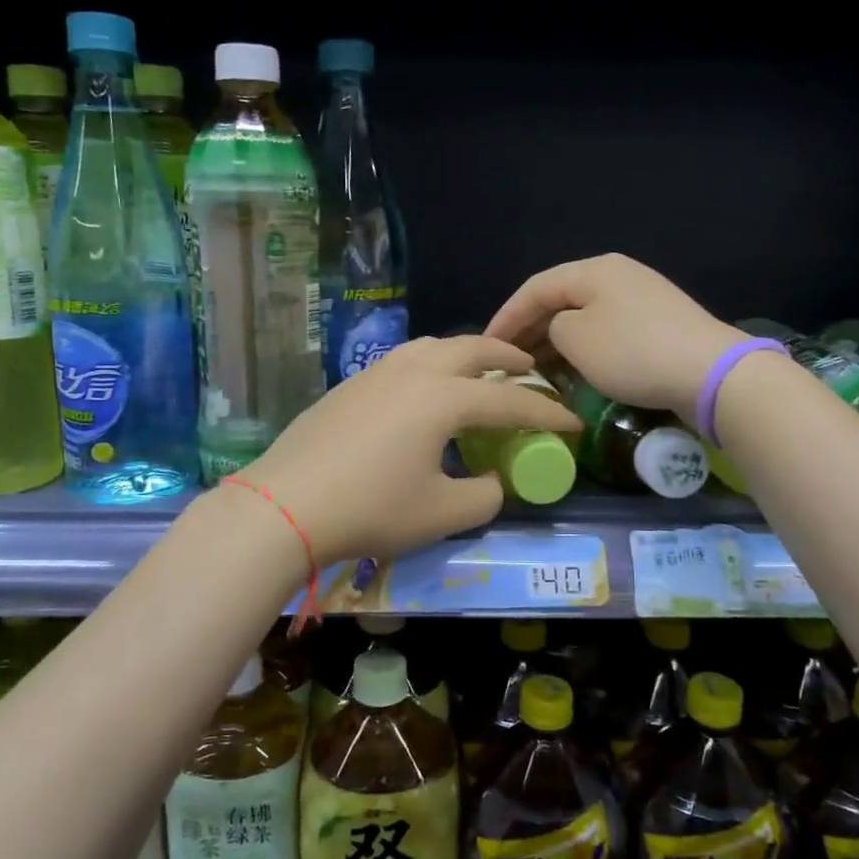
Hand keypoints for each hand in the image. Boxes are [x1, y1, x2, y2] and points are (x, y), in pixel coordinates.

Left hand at [232, 335, 581, 563]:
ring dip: (464, 352)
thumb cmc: (372, 509)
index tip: (572, 422)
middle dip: (507, 357)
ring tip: (477, 369)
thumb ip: (483, 495)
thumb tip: (490, 480)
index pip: (509, 403)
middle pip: (472, 349)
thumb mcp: (441, 513)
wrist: (286, 504)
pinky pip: (404, 359)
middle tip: (528, 369)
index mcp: (444, 398)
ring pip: (432, 345)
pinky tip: (423, 387)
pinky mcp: (350, 385)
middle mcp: (414, 372)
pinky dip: (430, 362)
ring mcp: (376, 373)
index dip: (546, 414)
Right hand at [485, 253, 742, 418]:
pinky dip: (583, 350)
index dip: (506, 316)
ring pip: (583, 317)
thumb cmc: (633, 352)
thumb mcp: (575, 339)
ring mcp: (641, 299)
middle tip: (508, 360)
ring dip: (556, 343)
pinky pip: (606, 332)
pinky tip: (573, 371)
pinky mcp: (656, 325)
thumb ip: (551, 328)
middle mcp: (617, 275)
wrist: (710, 373)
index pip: (535, 288)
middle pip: (560, 299)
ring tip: (535, 370)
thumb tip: (560, 331)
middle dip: (530, 330)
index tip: (486, 346)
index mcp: (594, 269)